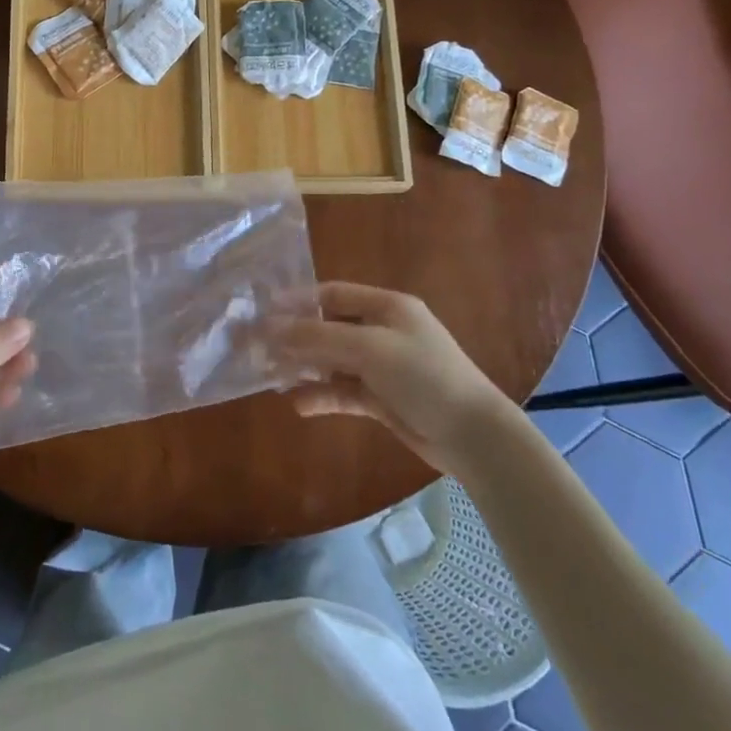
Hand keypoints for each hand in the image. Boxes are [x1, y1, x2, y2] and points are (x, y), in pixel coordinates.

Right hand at [269, 282, 515, 472]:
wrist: (472, 435)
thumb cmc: (423, 376)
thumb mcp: (369, 348)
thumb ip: (318, 336)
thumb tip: (269, 327)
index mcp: (387, 306)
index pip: (333, 294)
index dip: (298, 301)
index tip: (262, 312)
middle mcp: (383, 331)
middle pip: (329, 327)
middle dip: (295, 338)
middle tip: (258, 349)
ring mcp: (383, 366)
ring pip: (333, 361)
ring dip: (305, 368)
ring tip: (272, 378)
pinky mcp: (382, 399)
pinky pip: (343, 391)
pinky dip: (322, 395)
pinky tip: (299, 404)